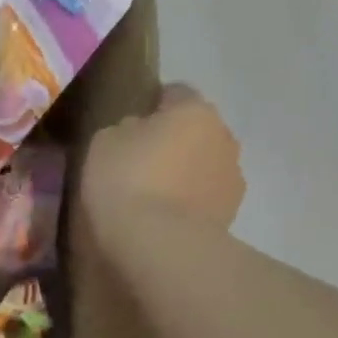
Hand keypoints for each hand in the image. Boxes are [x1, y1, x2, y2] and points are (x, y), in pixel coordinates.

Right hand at [81, 83, 244, 250]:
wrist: (160, 244)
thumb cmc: (127, 182)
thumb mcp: (104, 142)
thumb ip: (125, 129)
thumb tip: (137, 131)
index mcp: (193, 108)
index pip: (173, 93)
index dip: (150, 107)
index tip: (129, 129)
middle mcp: (223, 135)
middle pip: (194, 131)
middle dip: (173, 143)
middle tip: (139, 166)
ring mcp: (232, 177)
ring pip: (204, 166)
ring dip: (185, 175)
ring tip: (153, 200)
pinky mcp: (232, 214)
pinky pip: (205, 199)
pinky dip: (190, 205)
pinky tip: (165, 221)